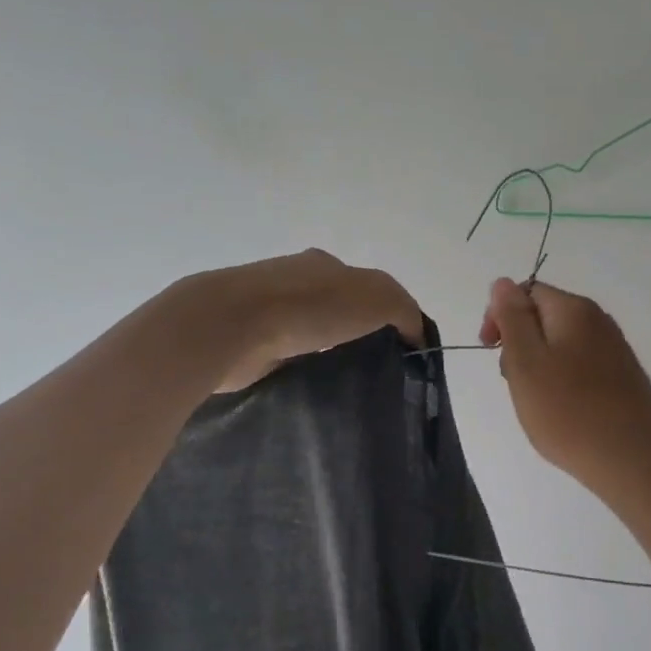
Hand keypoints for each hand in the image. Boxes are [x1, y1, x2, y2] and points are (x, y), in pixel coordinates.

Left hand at [189, 249, 423, 391]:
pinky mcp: (248, 341)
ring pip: (309, 333)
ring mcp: (267, 311)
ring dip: (326, 351)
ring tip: (345, 382)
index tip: (399, 350)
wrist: (233, 326)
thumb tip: (416, 334)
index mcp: (324, 265)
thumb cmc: (310, 305)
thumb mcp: (377, 297)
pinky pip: (286, 355)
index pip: (365, 287)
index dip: (387, 315)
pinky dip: (300, 366)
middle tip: (375, 369)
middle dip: (355, 334)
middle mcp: (294, 282)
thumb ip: (404, 311)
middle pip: (336, 309)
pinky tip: (310, 384)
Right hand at [479, 278, 650, 503]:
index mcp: (574, 310)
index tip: (490, 350)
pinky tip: (563, 411)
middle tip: (515, 383)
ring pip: (562, 344)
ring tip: (537, 402)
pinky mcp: (624, 378)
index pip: (527, 292)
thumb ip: (512, 318)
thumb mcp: (525, 362)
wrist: (631, 461)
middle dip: (520, 344)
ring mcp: (616, 350)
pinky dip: (563, 382)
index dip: (501, 316)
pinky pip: (581, 367)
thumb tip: (503, 283)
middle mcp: (600, 321)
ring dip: (540, 366)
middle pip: (545, 317)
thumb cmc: (567, 412)